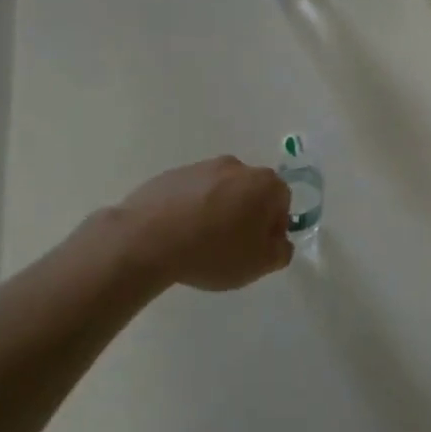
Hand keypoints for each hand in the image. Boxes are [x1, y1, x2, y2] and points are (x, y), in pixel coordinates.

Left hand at [116, 157, 292, 290]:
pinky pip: (191, 193)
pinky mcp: (171, 175)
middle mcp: (236, 166)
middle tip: (232, 246)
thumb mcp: (259, 264)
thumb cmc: (214, 251)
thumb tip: (278, 241)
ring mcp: (201, 167)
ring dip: (218, 211)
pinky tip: (178, 234)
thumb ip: (281, 251)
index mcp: (264, 183)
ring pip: (220, 191)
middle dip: (246, 216)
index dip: (273, 228)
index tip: (257, 249)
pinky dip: (191, 209)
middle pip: (251, 192)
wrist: (147, 240)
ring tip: (200, 242)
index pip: (282, 202)